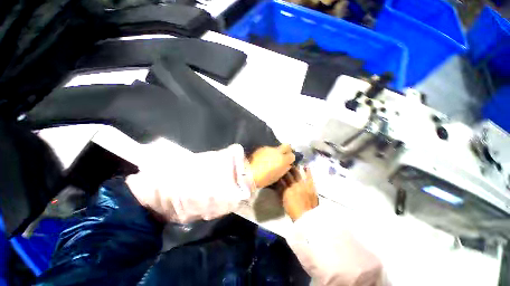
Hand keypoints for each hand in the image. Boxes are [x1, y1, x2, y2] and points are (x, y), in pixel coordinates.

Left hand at [249, 144, 294, 188]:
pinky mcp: (262, 148)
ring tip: (272, 158)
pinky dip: (269, 152)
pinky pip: (269, 149)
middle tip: (284, 155)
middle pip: (287, 145)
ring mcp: (269, 148)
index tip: (288, 162)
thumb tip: (287, 164)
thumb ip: (284, 168)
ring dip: (277, 152)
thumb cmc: (265, 178)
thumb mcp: (278, 175)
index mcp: (283, 160)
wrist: (249, 173)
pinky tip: (265, 158)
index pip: (292, 155)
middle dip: (287, 150)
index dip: (291, 158)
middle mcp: (277, 151)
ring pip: (277, 147)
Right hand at [278, 167, 317, 220]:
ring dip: (294, 168)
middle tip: (284, 165)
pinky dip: (308, 171)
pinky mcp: (311, 186)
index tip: (278, 170)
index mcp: (286, 189)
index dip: (279, 173)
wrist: (307, 217)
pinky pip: (309, 176)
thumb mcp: (283, 201)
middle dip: (286, 169)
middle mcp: (294, 185)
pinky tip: (306, 166)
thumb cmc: (293, 210)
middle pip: (288, 174)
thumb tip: (277, 183)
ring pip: (297, 173)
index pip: (281, 179)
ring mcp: (303, 184)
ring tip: (293, 164)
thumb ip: (280, 191)